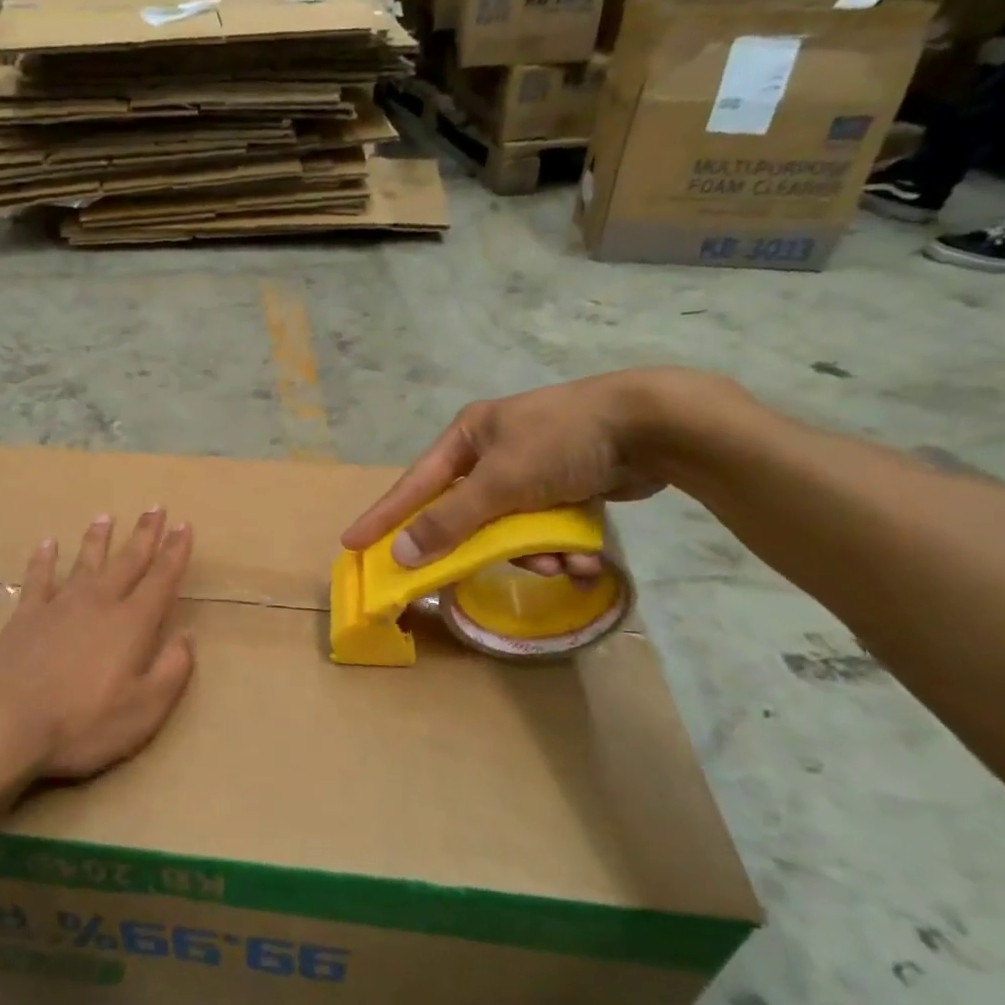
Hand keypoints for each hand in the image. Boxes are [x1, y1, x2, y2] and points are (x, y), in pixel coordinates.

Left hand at [0, 509, 195, 780]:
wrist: (6, 723)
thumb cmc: (82, 723)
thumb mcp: (143, 710)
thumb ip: (172, 671)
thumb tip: (188, 636)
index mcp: (132, 624)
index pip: (161, 579)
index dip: (175, 552)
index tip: (184, 525)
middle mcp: (99, 603)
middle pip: (127, 561)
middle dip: (144, 534)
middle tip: (155, 507)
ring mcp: (59, 606)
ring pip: (84, 562)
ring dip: (98, 539)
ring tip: (105, 517)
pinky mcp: (25, 616)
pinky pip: (38, 578)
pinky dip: (44, 559)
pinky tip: (47, 544)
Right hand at [340, 370, 729, 572]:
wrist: (652, 426)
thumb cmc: (562, 442)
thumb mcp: (500, 482)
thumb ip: (449, 520)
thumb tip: (400, 552)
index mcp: (467, 437)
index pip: (413, 484)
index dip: (383, 516)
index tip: (352, 543)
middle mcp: (492, 452)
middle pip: (464, 513)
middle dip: (481, 547)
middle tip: (463, 578)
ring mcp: (530, 470)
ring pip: (510, 529)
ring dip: (533, 554)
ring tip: (559, 564)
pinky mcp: (565, 487)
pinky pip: (545, 529)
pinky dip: (560, 548)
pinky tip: (584, 559)